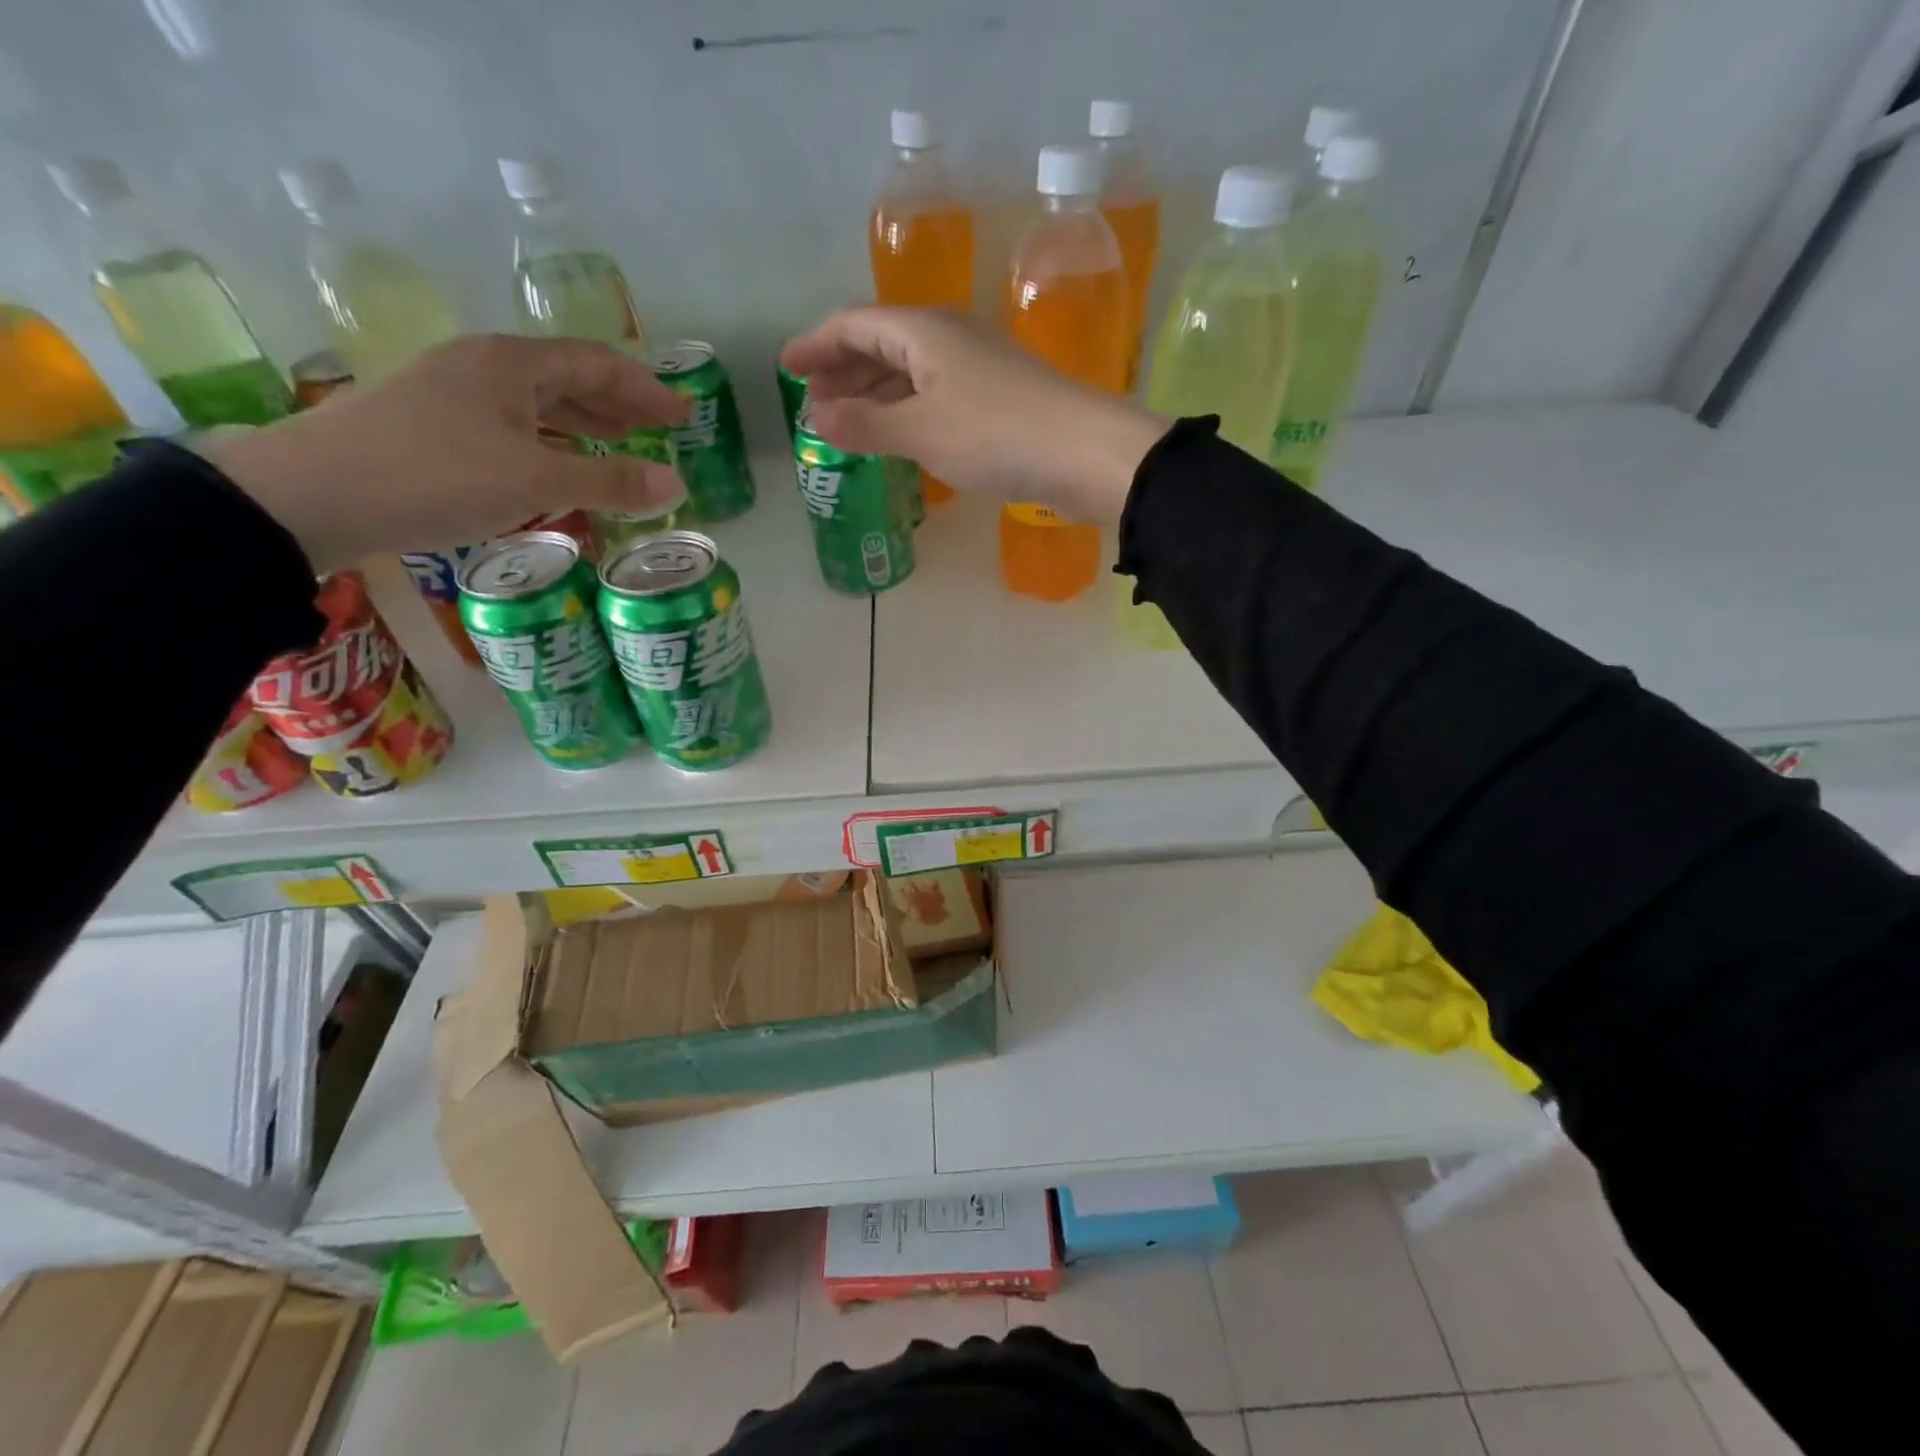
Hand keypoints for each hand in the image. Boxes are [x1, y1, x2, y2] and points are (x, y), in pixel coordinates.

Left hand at [203, 335, 688, 573]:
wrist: (310, 496)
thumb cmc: (435, 477)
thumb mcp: (535, 482)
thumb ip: (610, 482)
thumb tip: (677, 483)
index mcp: (510, 364)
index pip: (597, 363)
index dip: (646, 388)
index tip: (684, 415)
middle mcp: (481, 366)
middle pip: (567, 376)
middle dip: (619, 403)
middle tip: (660, 430)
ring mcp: (451, 394)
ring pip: (536, 401)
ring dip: (584, 421)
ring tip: (620, 445)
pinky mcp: (431, 425)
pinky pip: (511, 424)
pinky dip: (549, 441)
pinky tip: (556, 465)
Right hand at [781, 307, 1168, 522]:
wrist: (1084, 454)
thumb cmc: (995, 434)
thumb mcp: (921, 431)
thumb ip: (866, 424)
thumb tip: (817, 419)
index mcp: (924, 331)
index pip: (854, 325)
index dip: (816, 344)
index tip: (786, 368)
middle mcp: (949, 339)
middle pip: (882, 344)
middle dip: (843, 371)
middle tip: (812, 402)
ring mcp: (976, 370)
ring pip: (910, 373)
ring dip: (874, 395)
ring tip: (846, 423)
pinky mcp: (997, 402)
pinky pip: (935, 398)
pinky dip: (907, 413)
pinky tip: (900, 437)